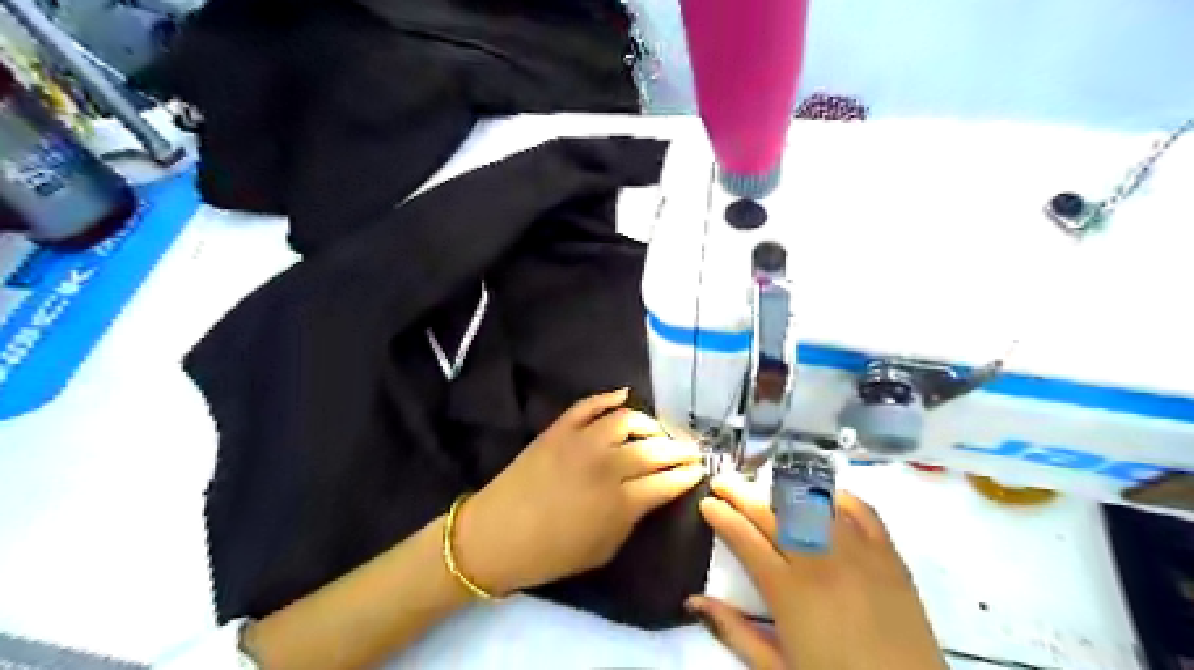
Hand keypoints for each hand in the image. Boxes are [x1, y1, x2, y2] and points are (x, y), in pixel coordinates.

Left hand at [453, 387, 700, 595]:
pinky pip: (589, 405)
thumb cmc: (552, 553)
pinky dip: (608, 397)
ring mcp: (581, 442)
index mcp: (620, 502)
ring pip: (627, 420)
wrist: (497, 535)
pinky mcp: (559, 429)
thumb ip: (633, 518)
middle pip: (655, 450)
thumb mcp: (604, 549)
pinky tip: (624, 396)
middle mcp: (607, 465)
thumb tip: (651, 493)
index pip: (667, 481)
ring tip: (657, 432)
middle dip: (679, 450)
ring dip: (649, 424)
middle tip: (690, 450)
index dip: (687, 474)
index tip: (698, 470)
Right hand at [696, 476, 947, 669]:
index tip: (706, 503)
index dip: (721, 516)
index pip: (745, 538)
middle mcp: (819, 561)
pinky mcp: (889, 554)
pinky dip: (837, 498)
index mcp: (788, 591)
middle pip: (771, 513)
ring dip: (782, 490)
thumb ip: (733, 630)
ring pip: (811, 504)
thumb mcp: (777, 669)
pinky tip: (821, 498)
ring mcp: (858, 552)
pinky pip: (861, 510)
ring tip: (764, 486)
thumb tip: (693, 599)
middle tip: (722, 482)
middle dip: (740, 493)